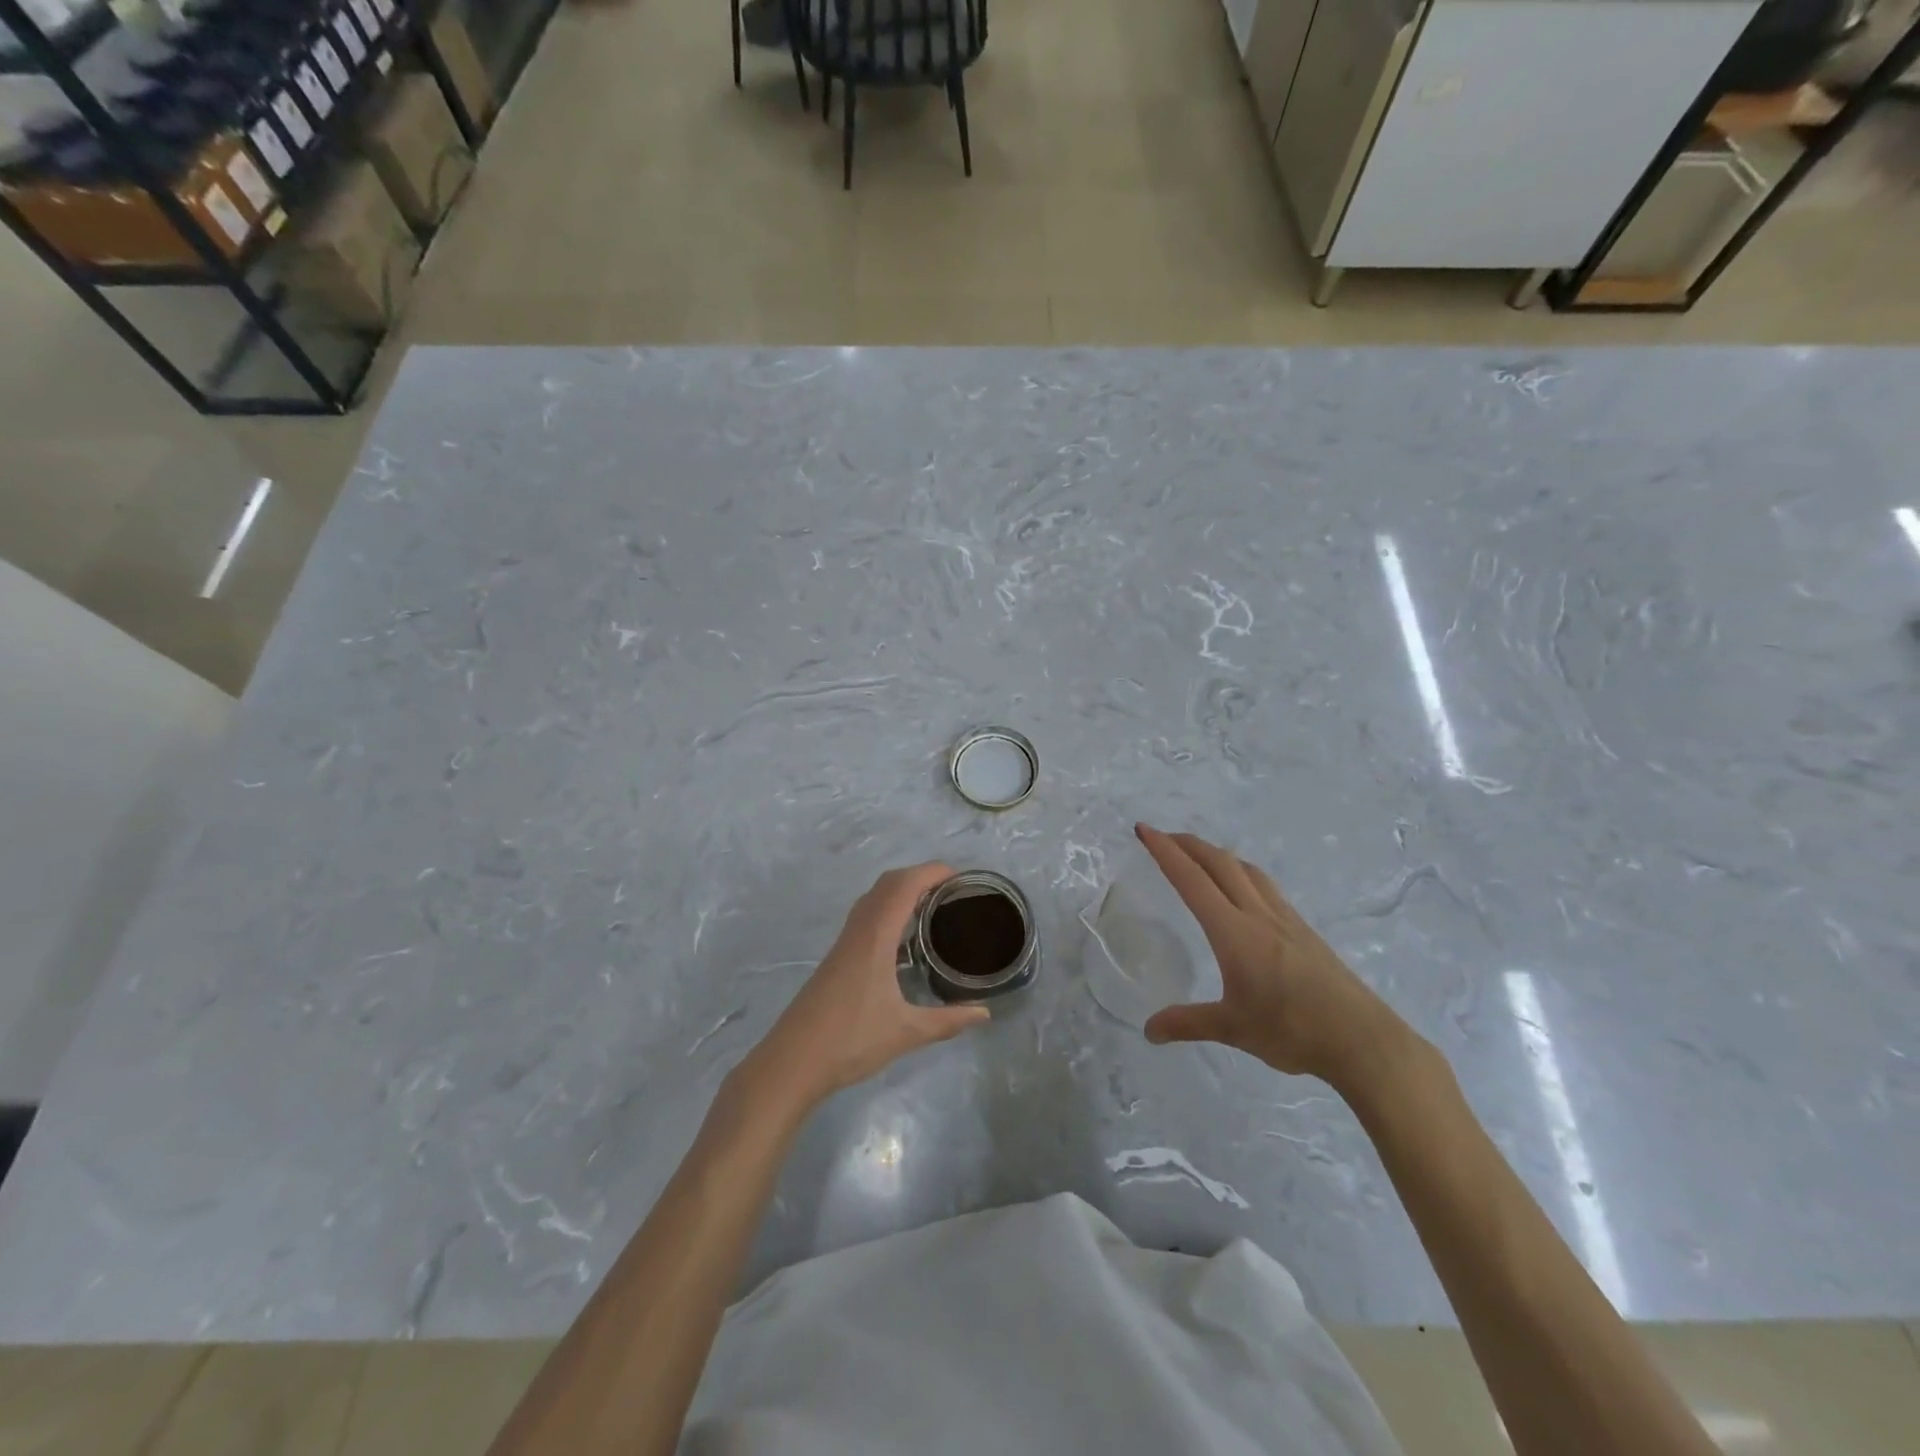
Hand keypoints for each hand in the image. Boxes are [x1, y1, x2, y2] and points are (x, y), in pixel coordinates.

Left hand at [745, 863, 990, 1107]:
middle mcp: (858, 931)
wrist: (792, 1061)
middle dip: (919, 876)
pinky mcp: (837, 958)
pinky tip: (902, 938)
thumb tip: (984, 1013)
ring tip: (932, 907)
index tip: (960, 877)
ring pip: (873, 898)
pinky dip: (888, 908)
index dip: (931, 872)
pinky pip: (865, 915)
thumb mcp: (906, 1033)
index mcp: (875, 938)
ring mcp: (844, 943)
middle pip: (888, 884)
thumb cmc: (850, 1041)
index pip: (904, 886)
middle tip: (951, 891)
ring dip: (900, 891)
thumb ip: (948, 1021)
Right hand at [1135, 825, 1413, 1090]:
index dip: (1165, 852)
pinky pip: (1265, 887)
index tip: (1144, 829)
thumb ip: (1188, 1023)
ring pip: (1246, 871)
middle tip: (1163, 836)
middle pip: (1219, 863)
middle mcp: (1258, 915)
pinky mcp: (1304, 931)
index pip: (1192, 881)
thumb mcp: (1232, 1029)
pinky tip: (1243, 890)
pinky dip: (1242, 873)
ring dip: (1217, 854)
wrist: (1363, 1040)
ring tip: (1199, 855)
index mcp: (1234, 932)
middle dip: (1188, 843)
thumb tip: (1148, 1031)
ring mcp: (1285, 920)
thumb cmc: (1293, 1030)